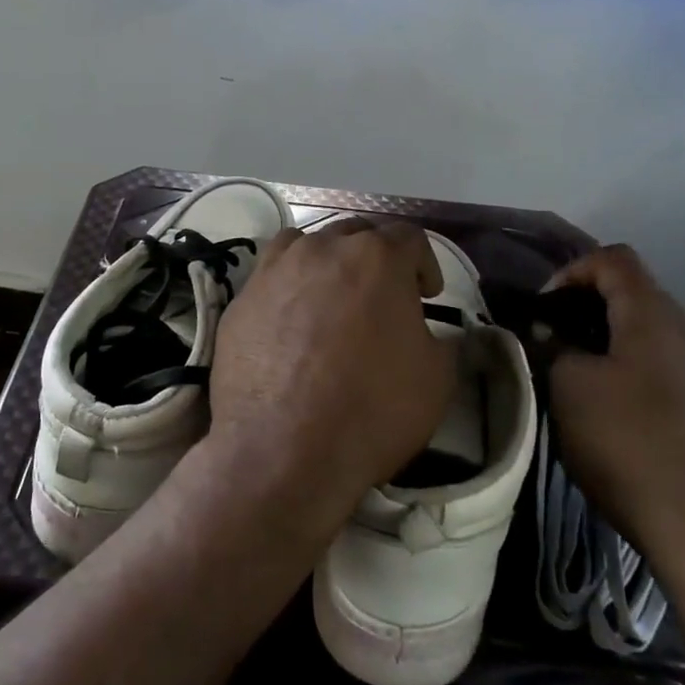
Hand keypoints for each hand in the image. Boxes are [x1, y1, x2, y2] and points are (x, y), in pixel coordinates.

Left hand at [201, 219, 452, 543]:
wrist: (282, 450)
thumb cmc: (371, 410)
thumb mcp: (437, 379)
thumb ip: (443, 340)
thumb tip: (431, 331)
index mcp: (376, 257)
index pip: (409, 237)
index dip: (425, 263)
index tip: (426, 295)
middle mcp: (323, 248)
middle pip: (356, 234)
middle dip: (376, 259)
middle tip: (383, 296)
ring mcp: (275, 269)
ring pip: (308, 245)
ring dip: (328, 263)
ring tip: (333, 299)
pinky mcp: (241, 298)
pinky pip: (272, 276)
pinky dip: (289, 286)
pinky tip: (292, 322)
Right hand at [547, 245, 684, 592]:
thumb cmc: (628, 446)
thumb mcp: (569, 388)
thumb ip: (556, 346)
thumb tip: (553, 333)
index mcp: (656, 317)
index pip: (614, 259)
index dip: (572, 271)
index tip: (545, 309)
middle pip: (637, 294)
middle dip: (589, 308)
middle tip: (556, 342)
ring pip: (655, 333)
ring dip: (615, 341)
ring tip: (584, 377)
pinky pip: (673, 366)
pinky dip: (640, 369)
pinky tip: (623, 411)